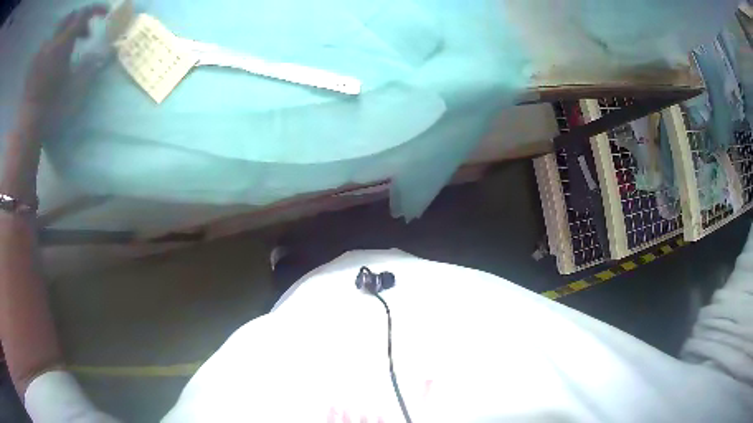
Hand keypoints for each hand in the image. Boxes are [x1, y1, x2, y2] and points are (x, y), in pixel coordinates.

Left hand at [18, 4, 109, 140]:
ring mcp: (42, 52)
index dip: (97, 9)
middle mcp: (53, 41)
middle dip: (80, 21)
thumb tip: (111, 51)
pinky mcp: (35, 64)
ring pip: (58, 29)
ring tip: (68, 49)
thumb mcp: (75, 89)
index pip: (84, 13)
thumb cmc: (51, 107)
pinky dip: (55, 45)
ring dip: (67, 32)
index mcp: (63, 43)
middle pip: (71, 17)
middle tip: (84, 36)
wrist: (28, 125)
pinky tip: (54, 60)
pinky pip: (48, 44)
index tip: (105, 14)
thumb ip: (93, 66)